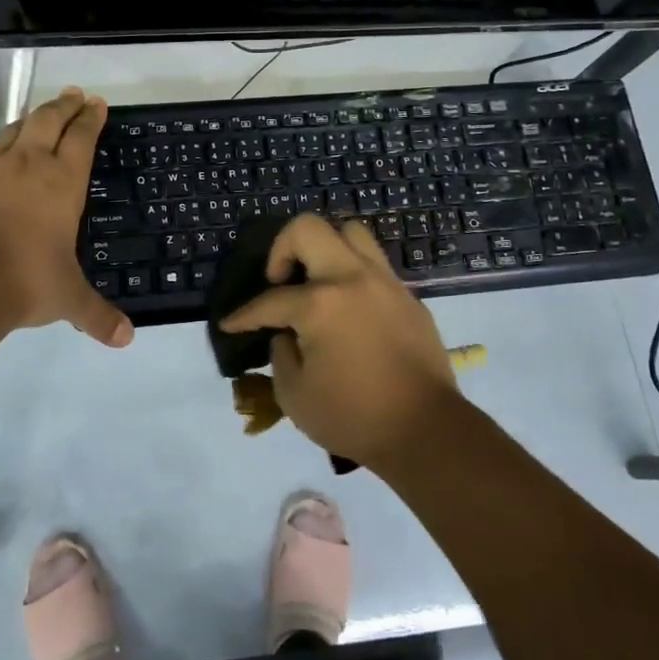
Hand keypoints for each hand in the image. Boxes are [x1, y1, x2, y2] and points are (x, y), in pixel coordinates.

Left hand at [0, 87, 132, 347]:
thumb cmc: (28, 280)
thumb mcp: (69, 299)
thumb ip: (97, 315)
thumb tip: (126, 340)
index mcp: (63, 182)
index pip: (82, 137)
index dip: (91, 118)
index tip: (96, 103)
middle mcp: (29, 164)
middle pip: (47, 120)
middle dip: (63, 105)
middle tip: (73, 94)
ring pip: (11, 130)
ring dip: (27, 120)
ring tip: (36, 117)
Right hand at [219, 215, 457, 468]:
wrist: (427, 431)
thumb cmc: (354, 417)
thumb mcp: (294, 395)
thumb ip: (281, 354)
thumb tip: (287, 334)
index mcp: (319, 303)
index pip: (270, 300)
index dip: (244, 315)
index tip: (231, 324)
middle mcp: (351, 278)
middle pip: (308, 228)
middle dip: (282, 249)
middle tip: (280, 281)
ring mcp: (384, 282)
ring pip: (350, 233)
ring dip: (325, 249)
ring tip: (317, 282)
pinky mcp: (408, 297)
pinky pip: (374, 265)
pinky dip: (353, 275)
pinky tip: (349, 309)